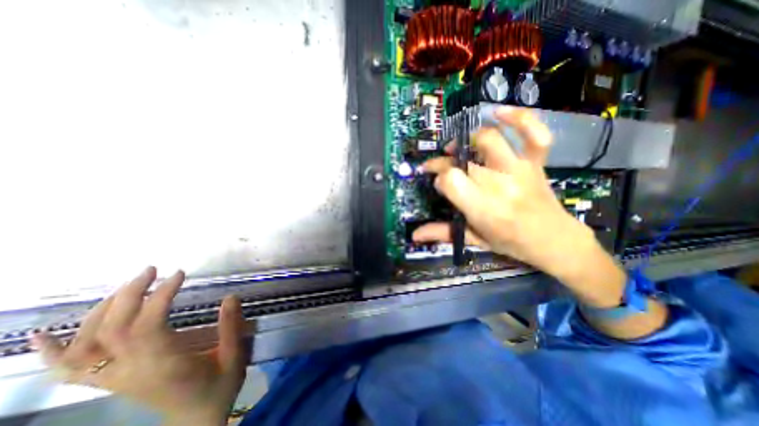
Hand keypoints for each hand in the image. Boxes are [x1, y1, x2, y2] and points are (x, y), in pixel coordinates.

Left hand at [33, 267, 245, 423]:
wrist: (197, 420)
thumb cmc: (219, 386)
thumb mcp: (234, 356)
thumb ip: (231, 327)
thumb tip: (230, 297)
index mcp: (164, 365)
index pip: (147, 325)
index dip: (160, 296)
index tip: (179, 274)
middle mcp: (132, 372)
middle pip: (111, 330)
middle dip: (129, 294)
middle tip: (152, 270)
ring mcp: (116, 379)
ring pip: (86, 345)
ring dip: (101, 311)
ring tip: (127, 287)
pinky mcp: (113, 382)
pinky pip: (69, 370)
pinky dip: (53, 352)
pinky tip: (47, 334)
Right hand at [415, 106, 598, 282]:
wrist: (555, 241)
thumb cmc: (510, 242)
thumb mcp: (474, 239)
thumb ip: (442, 233)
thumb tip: (414, 235)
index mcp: (483, 208)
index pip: (449, 179)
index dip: (438, 178)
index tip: (438, 183)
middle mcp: (500, 184)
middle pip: (463, 161)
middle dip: (444, 162)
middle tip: (440, 167)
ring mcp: (520, 169)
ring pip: (489, 140)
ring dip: (468, 139)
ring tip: (458, 148)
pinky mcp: (535, 162)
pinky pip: (533, 133)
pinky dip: (519, 118)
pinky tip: (499, 113)